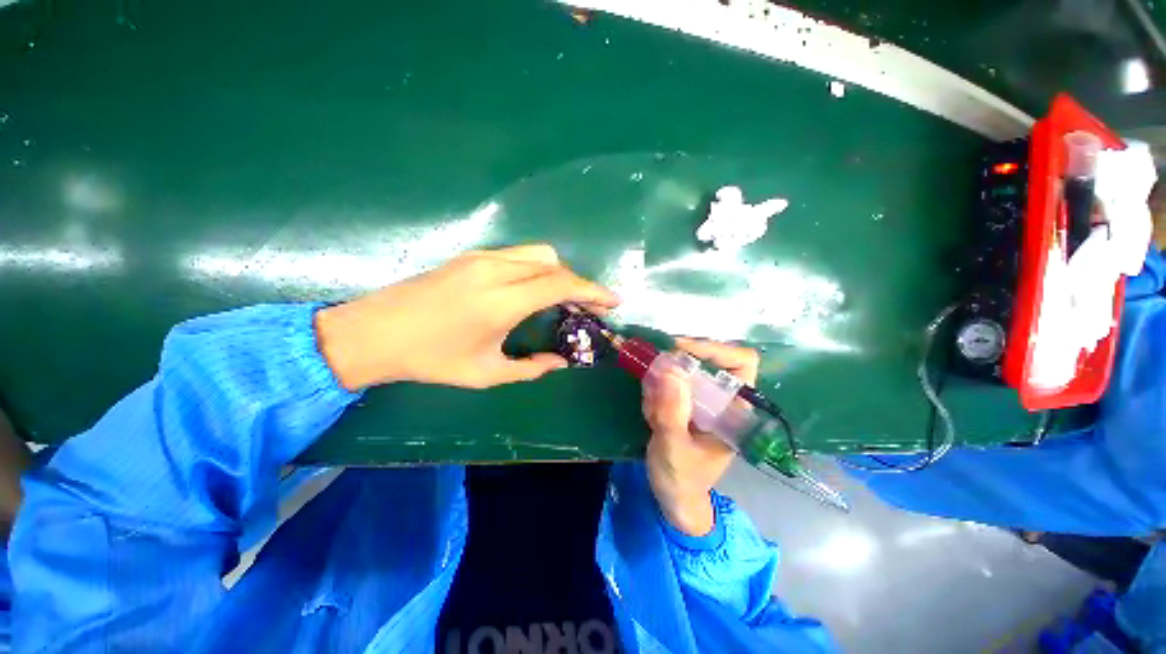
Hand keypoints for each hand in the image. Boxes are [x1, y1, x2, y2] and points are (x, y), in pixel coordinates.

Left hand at [315, 244, 619, 389]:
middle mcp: (495, 270)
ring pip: (537, 254)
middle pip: (554, 263)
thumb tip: (561, 363)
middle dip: (578, 283)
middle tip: (586, 307)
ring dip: (558, 273)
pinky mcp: (471, 256)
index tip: (613, 301)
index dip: (593, 291)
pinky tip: (531, 290)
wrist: (372, 332)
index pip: (561, 284)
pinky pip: (518, 255)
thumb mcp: (485, 373)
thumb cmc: (429, 359)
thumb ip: (531, 369)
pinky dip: (537, 269)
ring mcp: (481, 258)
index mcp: (501, 301)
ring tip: (561, 299)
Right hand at [642, 338, 759, 536]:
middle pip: (704, 359)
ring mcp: (703, 399)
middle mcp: (723, 398)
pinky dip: (654, 391)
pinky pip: (667, 381)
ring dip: (660, 384)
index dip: (714, 348)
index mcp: (736, 410)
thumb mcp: (673, 449)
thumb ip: (671, 413)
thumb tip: (669, 369)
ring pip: (680, 369)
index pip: (741, 361)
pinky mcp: (686, 401)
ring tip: (653, 415)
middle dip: (674, 368)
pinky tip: (651, 417)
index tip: (678, 349)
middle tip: (653, 384)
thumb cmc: (681, 480)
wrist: (673, 497)